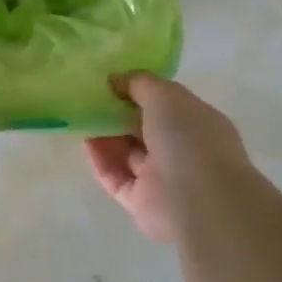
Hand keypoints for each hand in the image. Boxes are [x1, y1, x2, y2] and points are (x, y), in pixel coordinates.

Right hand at [85, 74, 248, 244]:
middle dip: (118, 113)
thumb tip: (115, 79)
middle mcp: (181, 150)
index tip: (111, 81)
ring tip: (81, 115)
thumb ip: (138, 83)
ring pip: (127, 153)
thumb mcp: (165, 95)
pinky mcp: (140, 202)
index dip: (138, 91)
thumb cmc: (189, 138)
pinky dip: (100, 160)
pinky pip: (115, 176)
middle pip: (143, 128)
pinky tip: (85, 141)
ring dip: (105, 134)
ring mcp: (161, 178)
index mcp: (196, 123)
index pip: (165, 104)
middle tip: (90, 97)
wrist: (199, 202)